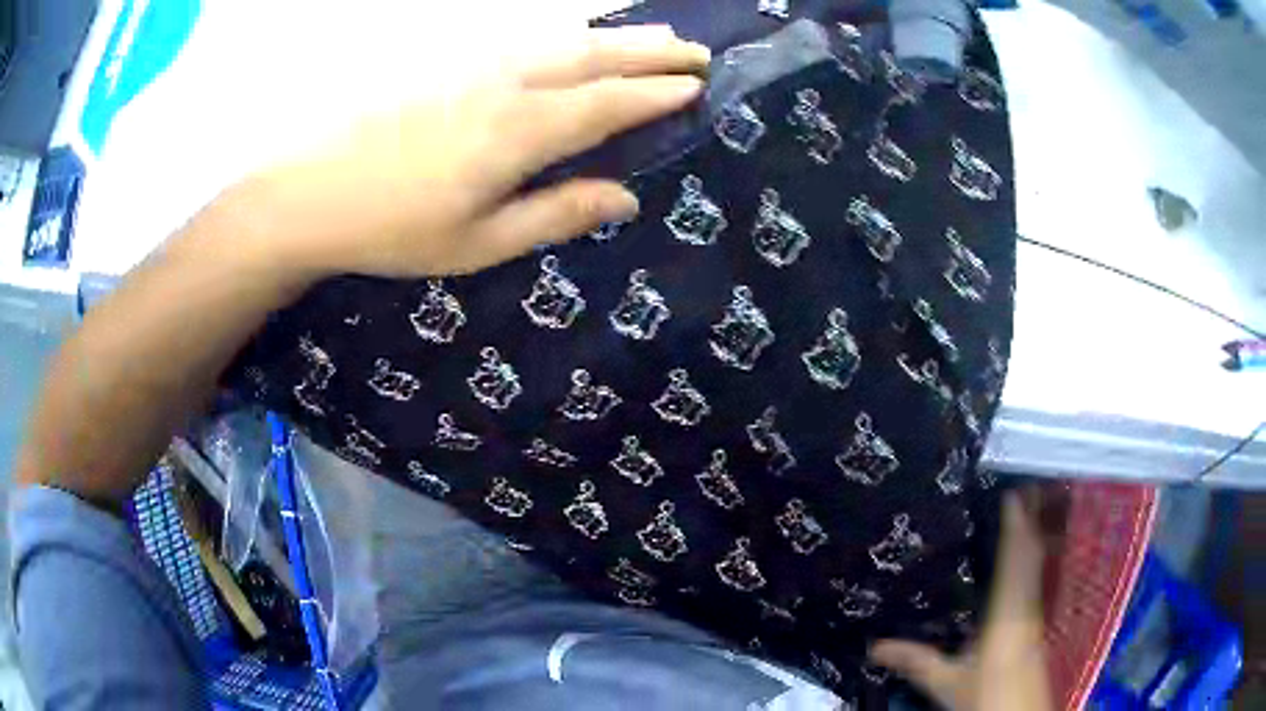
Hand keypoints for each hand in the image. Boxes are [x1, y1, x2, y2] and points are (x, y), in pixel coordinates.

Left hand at [251, 26, 708, 278]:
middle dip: (653, 51)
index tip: (697, 88)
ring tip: (657, 34)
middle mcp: (508, 83)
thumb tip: (625, 198)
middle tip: (696, 52)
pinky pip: (528, 36)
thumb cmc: (392, 226)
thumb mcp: (478, 242)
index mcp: (521, 132)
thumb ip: (556, 214)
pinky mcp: (450, 59)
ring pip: (564, 38)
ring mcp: (476, 63)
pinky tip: (579, 38)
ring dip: (618, 35)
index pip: (609, 103)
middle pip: (596, 55)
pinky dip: (570, 34)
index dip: (657, 94)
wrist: (309, 189)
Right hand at [870, 492, 1053, 710]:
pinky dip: (1034, 558)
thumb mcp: (947, 683)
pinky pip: (1037, 579)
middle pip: (1033, 554)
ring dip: (1036, 534)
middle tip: (1024, 483)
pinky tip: (1029, 557)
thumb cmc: (986, 696)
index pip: (1015, 559)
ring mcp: (1036, 614)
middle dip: (1031, 518)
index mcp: (1007, 614)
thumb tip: (872, 646)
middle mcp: (1027, 606)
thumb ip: (916, 661)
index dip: (1016, 524)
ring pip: (1039, 565)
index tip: (1013, 490)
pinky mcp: (1037, 624)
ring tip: (1030, 506)